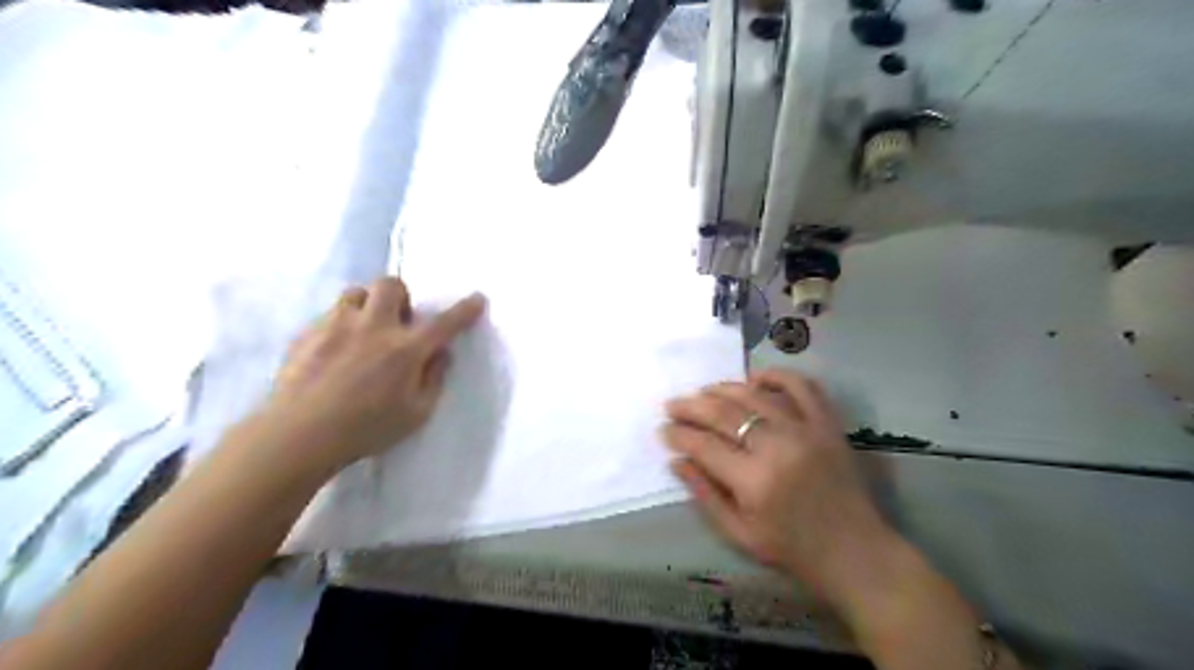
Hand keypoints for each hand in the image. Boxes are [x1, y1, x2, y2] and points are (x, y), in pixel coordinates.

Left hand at [264, 276, 483, 470]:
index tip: (477, 298)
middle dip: (401, 296)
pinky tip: (335, 352)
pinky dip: (341, 325)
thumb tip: (441, 354)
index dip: (465, 310)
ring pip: (355, 293)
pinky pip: (329, 315)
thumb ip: (434, 379)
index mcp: (406, 349)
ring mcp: (336, 326)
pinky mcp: (307, 334)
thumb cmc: (366, 430)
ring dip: (367, 305)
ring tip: (364, 330)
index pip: (445, 323)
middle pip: (391, 285)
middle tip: (398, 321)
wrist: (298, 435)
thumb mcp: (416, 414)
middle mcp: (374, 327)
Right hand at [663, 370, 904, 610]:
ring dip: (723, 389)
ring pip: (754, 395)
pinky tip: (755, 380)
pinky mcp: (828, 424)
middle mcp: (778, 447)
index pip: (704, 445)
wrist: (855, 551)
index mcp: (754, 481)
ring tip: (703, 392)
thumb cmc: (792, 549)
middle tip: (672, 405)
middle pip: (724, 413)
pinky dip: (777, 376)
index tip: (663, 430)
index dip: (679, 435)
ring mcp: (806, 430)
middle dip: (691, 406)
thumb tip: (677, 460)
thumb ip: (705, 494)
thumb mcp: (739, 534)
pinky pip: (802, 386)